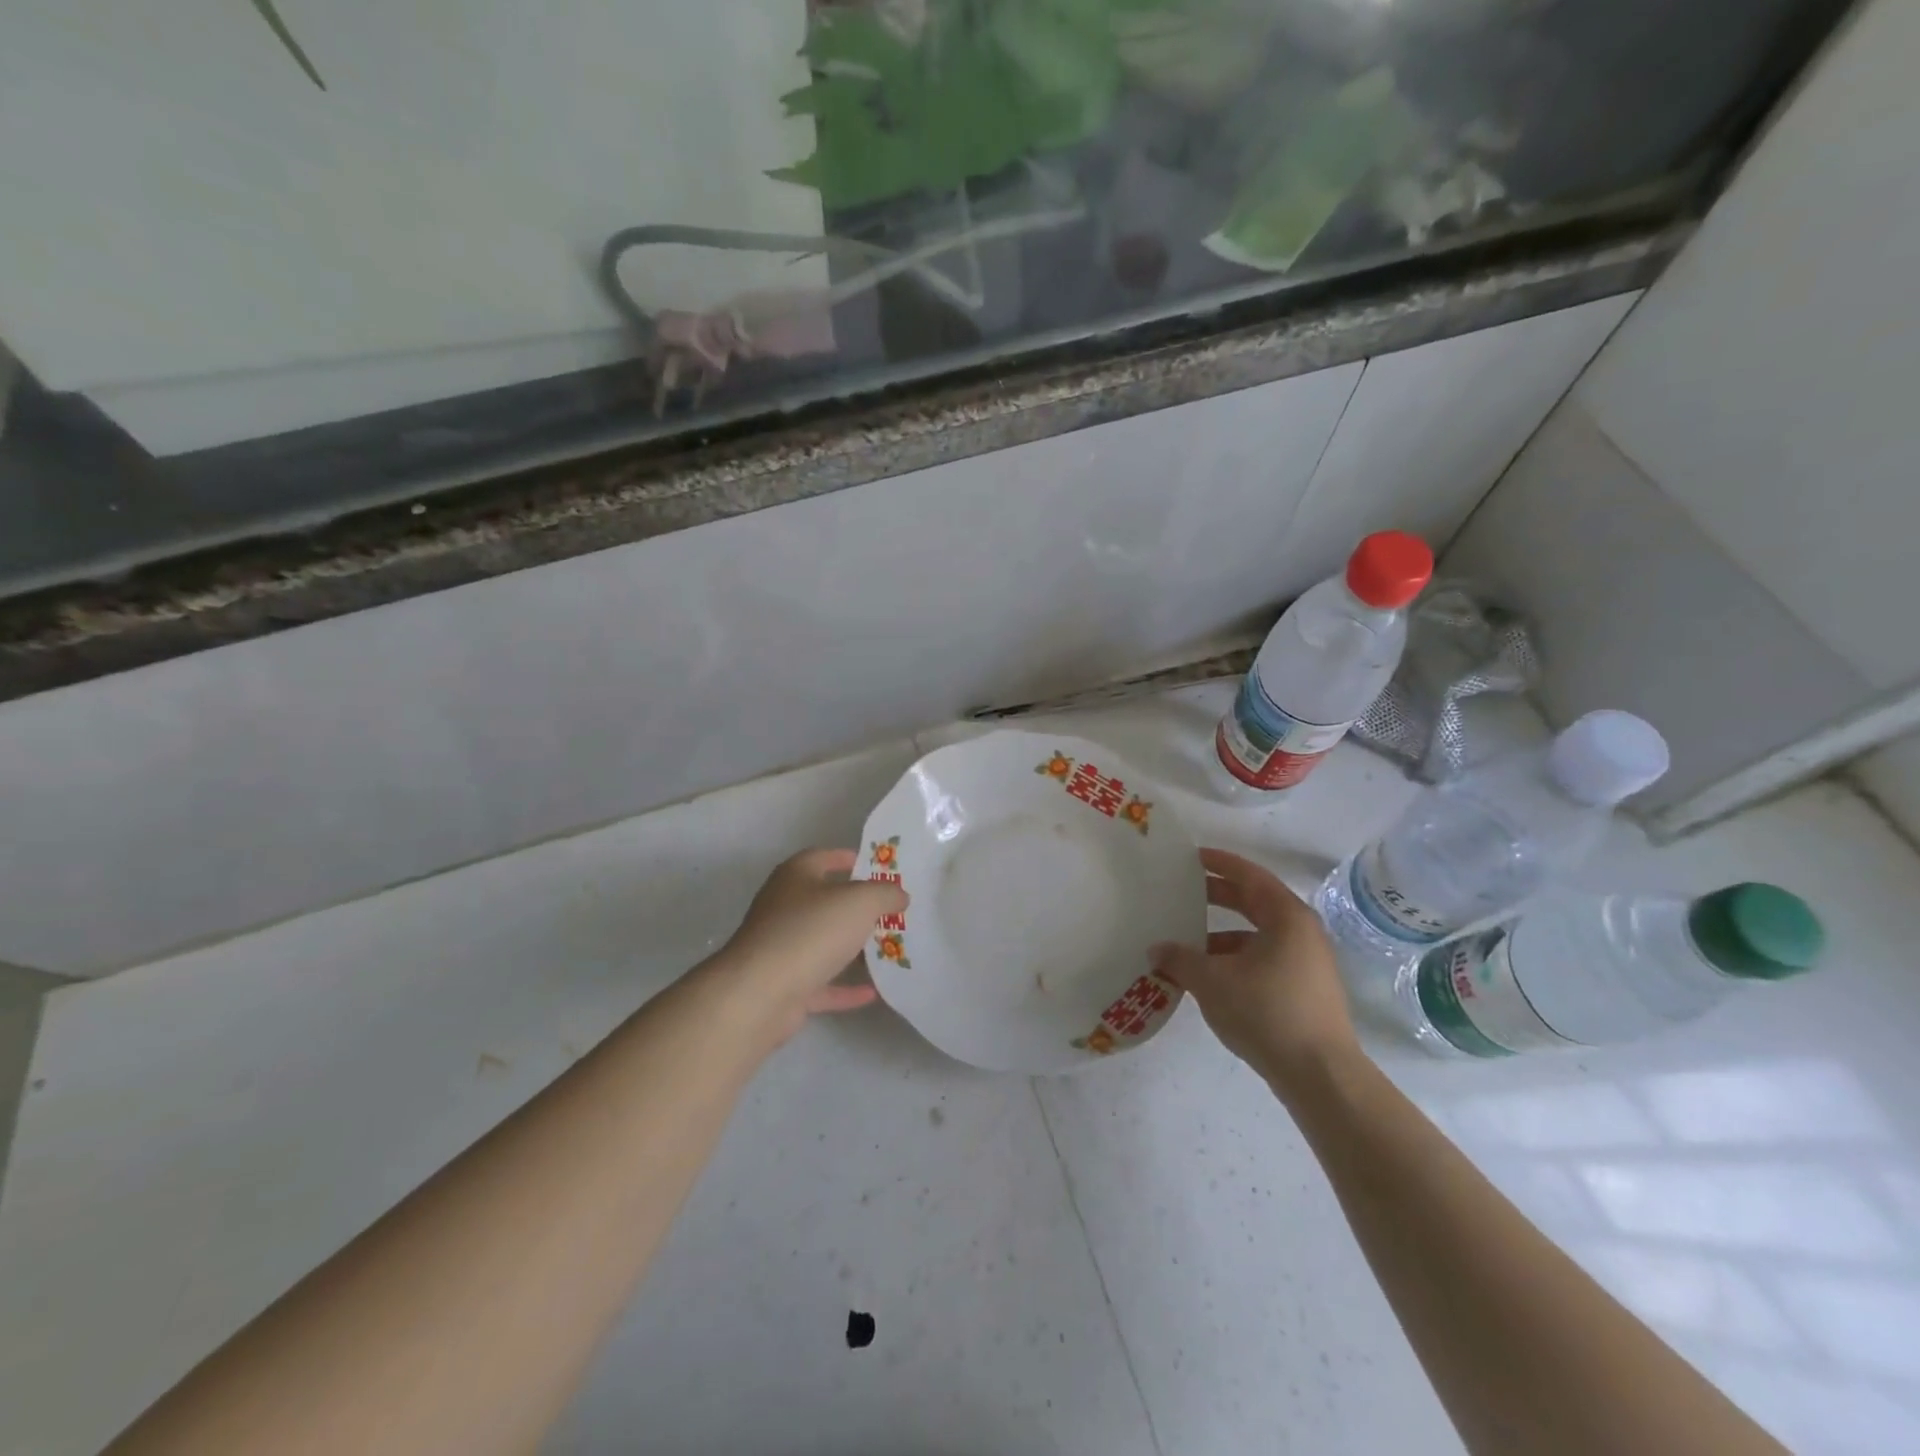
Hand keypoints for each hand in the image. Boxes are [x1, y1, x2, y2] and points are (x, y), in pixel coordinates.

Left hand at [702, 848, 906, 1051]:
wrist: (760, 993)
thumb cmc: (811, 931)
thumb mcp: (861, 901)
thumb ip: (885, 894)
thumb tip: (900, 895)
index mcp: (795, 877)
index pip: (823, 857)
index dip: (849, 858)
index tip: (877, 867)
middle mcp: (783, 908)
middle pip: (824, 901)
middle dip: (856, 905)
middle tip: (891, 910)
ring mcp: (781, 948)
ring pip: (822, 942)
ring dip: (851, 947)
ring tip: (888, 948)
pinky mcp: (784, 985)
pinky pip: (821, 983)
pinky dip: (845, 987)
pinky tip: (874, 992)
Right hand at [1150, 848, 1361, 1098]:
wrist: (1320, 1075)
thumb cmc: (1267, 1012)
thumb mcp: (1212, 981)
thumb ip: (1180, 959)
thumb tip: (1157, 949)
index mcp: (1286, 917)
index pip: (1250, 876)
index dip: (1220, 863)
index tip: (1192, 856)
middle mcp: (1301, 932)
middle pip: (1254, 903)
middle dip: (1218, 896)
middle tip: (1182, 892)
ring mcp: (1306, 963)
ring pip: (1257, 935)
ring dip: (1221, 934)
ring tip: (1186, 942)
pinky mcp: (1304, 990)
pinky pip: (1263, 959)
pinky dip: (1235, 959)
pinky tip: (1208, 977)